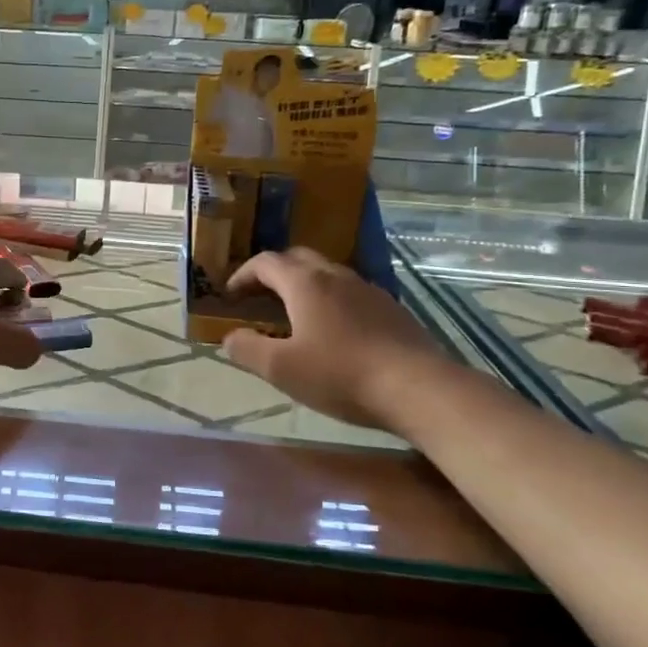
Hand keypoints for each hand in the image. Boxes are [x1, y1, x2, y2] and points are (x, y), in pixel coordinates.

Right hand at [221, 248, 448, 427]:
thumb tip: (229, 338)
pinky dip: (332, 302)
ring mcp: (369, 291)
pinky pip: (352, 294)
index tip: (231, 296)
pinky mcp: (392, 310)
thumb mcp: (281, 369)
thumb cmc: (340, 374)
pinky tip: (335, 333)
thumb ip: (247, 349)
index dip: (243, 275)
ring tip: (295, 315)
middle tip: (260, 297)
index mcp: (305, 284)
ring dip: (305, 286)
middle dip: (274, 273)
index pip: (266, 262)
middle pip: (298, 259)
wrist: (418, 388)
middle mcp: (337, 276)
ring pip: (328, 275)